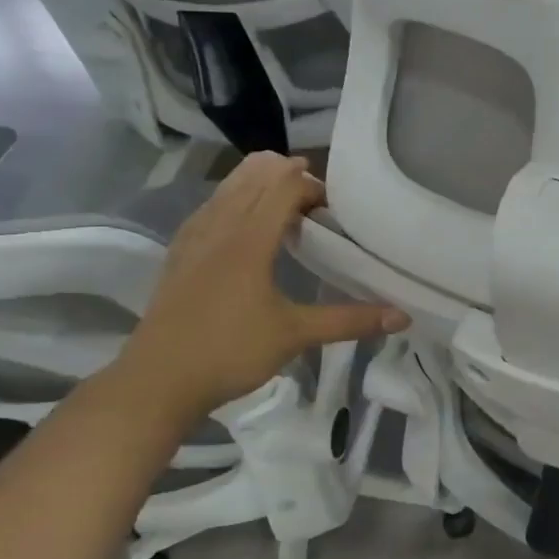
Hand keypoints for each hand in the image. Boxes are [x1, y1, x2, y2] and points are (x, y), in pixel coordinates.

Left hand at [115, 153, 408, 424]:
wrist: (156, 382)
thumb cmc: (229, 353)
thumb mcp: (295, 336)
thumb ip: (350, 321)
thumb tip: (402, 317)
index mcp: (248, 240)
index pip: (283, 187)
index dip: (312, 186)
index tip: (335, 209)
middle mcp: (218, 228)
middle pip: (252, 176)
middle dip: (287, 175)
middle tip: (315, 201)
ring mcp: (193, 240)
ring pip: (226, 189)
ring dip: (257, 184)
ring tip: (285, 204)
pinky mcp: (178, 256)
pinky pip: (209, 209)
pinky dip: (232, 202)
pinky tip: (240, 224)